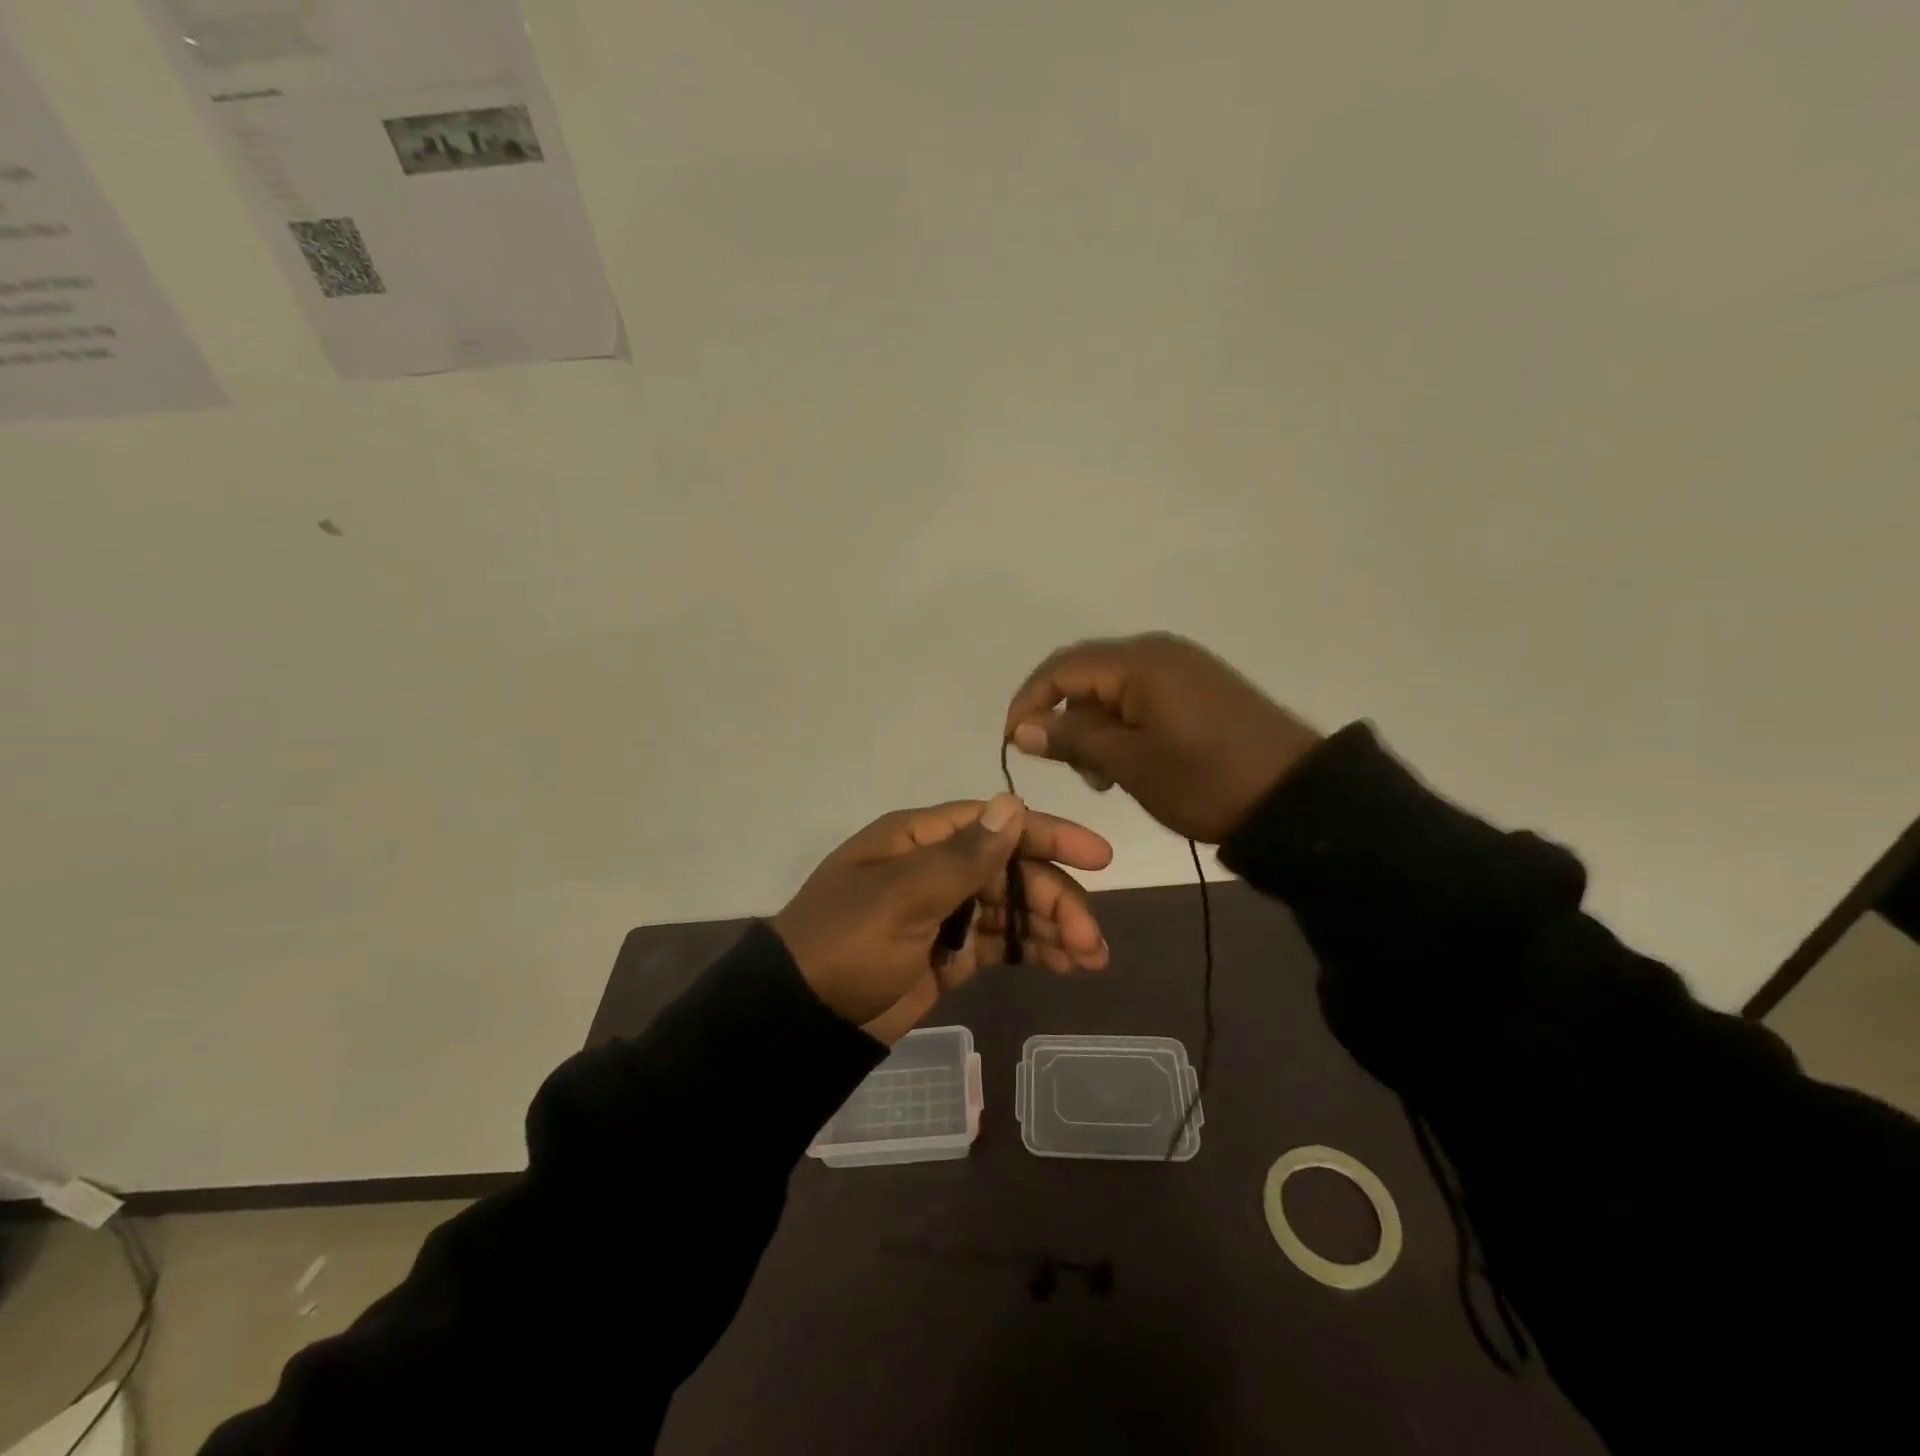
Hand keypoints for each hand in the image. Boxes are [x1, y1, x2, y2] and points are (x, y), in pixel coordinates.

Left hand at [773, 794, 1112, 1043]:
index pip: (996, 825)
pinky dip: (1032, 949)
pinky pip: (1000, 941)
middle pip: (1013, 870)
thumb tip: (1013, 803)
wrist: (801, 1020)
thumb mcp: (902, 898)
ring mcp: (945, 910)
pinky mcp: (950, 952)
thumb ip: (963, 857)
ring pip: (1013, 908)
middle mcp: (938, 867)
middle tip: (1091, 941)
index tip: (1098, 858)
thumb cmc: (846, 944)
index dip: (1050, 836)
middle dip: (1056, 899)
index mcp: (921, 839)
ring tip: (1092, 959)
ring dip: (1053, 927)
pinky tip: (1066, 965)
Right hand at [1004, 633, 1322, 843]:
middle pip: (1085, 675)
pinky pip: (1141, 698)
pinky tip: (1131, 763)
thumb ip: (1072, 739)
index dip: (1028, 702)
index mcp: (1139, 662)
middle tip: (1071, 769)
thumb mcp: (1130, 764)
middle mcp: (1157, 653)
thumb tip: (1022, 728)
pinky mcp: (1199, 690)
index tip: (1014, 744)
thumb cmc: (1206, 780)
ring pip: (1112, 690)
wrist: (1297, 797)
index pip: (1061, 668)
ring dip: (1094, 728)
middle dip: (1065, 719)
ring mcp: (1182, 669)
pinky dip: (1122, 728)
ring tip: (1104, 776)